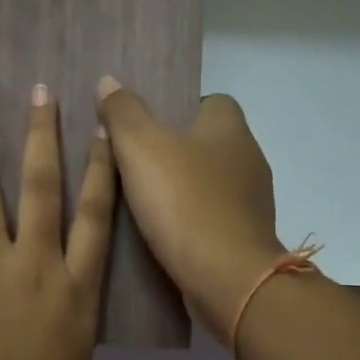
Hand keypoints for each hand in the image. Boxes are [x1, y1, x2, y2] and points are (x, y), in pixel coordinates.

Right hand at [94, 77, 285, 339]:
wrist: (227, 278)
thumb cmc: (185, 203)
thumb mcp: (141, 148)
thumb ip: (123, 113)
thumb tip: (109, 82)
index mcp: (230, 127)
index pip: (207, 101)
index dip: (174, 108)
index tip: (141, 127)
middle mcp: (248, 158)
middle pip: (205, 143)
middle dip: (171, 151)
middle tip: (128, 164)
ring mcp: (250, 201)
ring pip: (207, 183)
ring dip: (179, 190)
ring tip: (137, 201)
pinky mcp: (244, 237)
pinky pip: (210, 218)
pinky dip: (187, 221)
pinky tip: (160, 234)